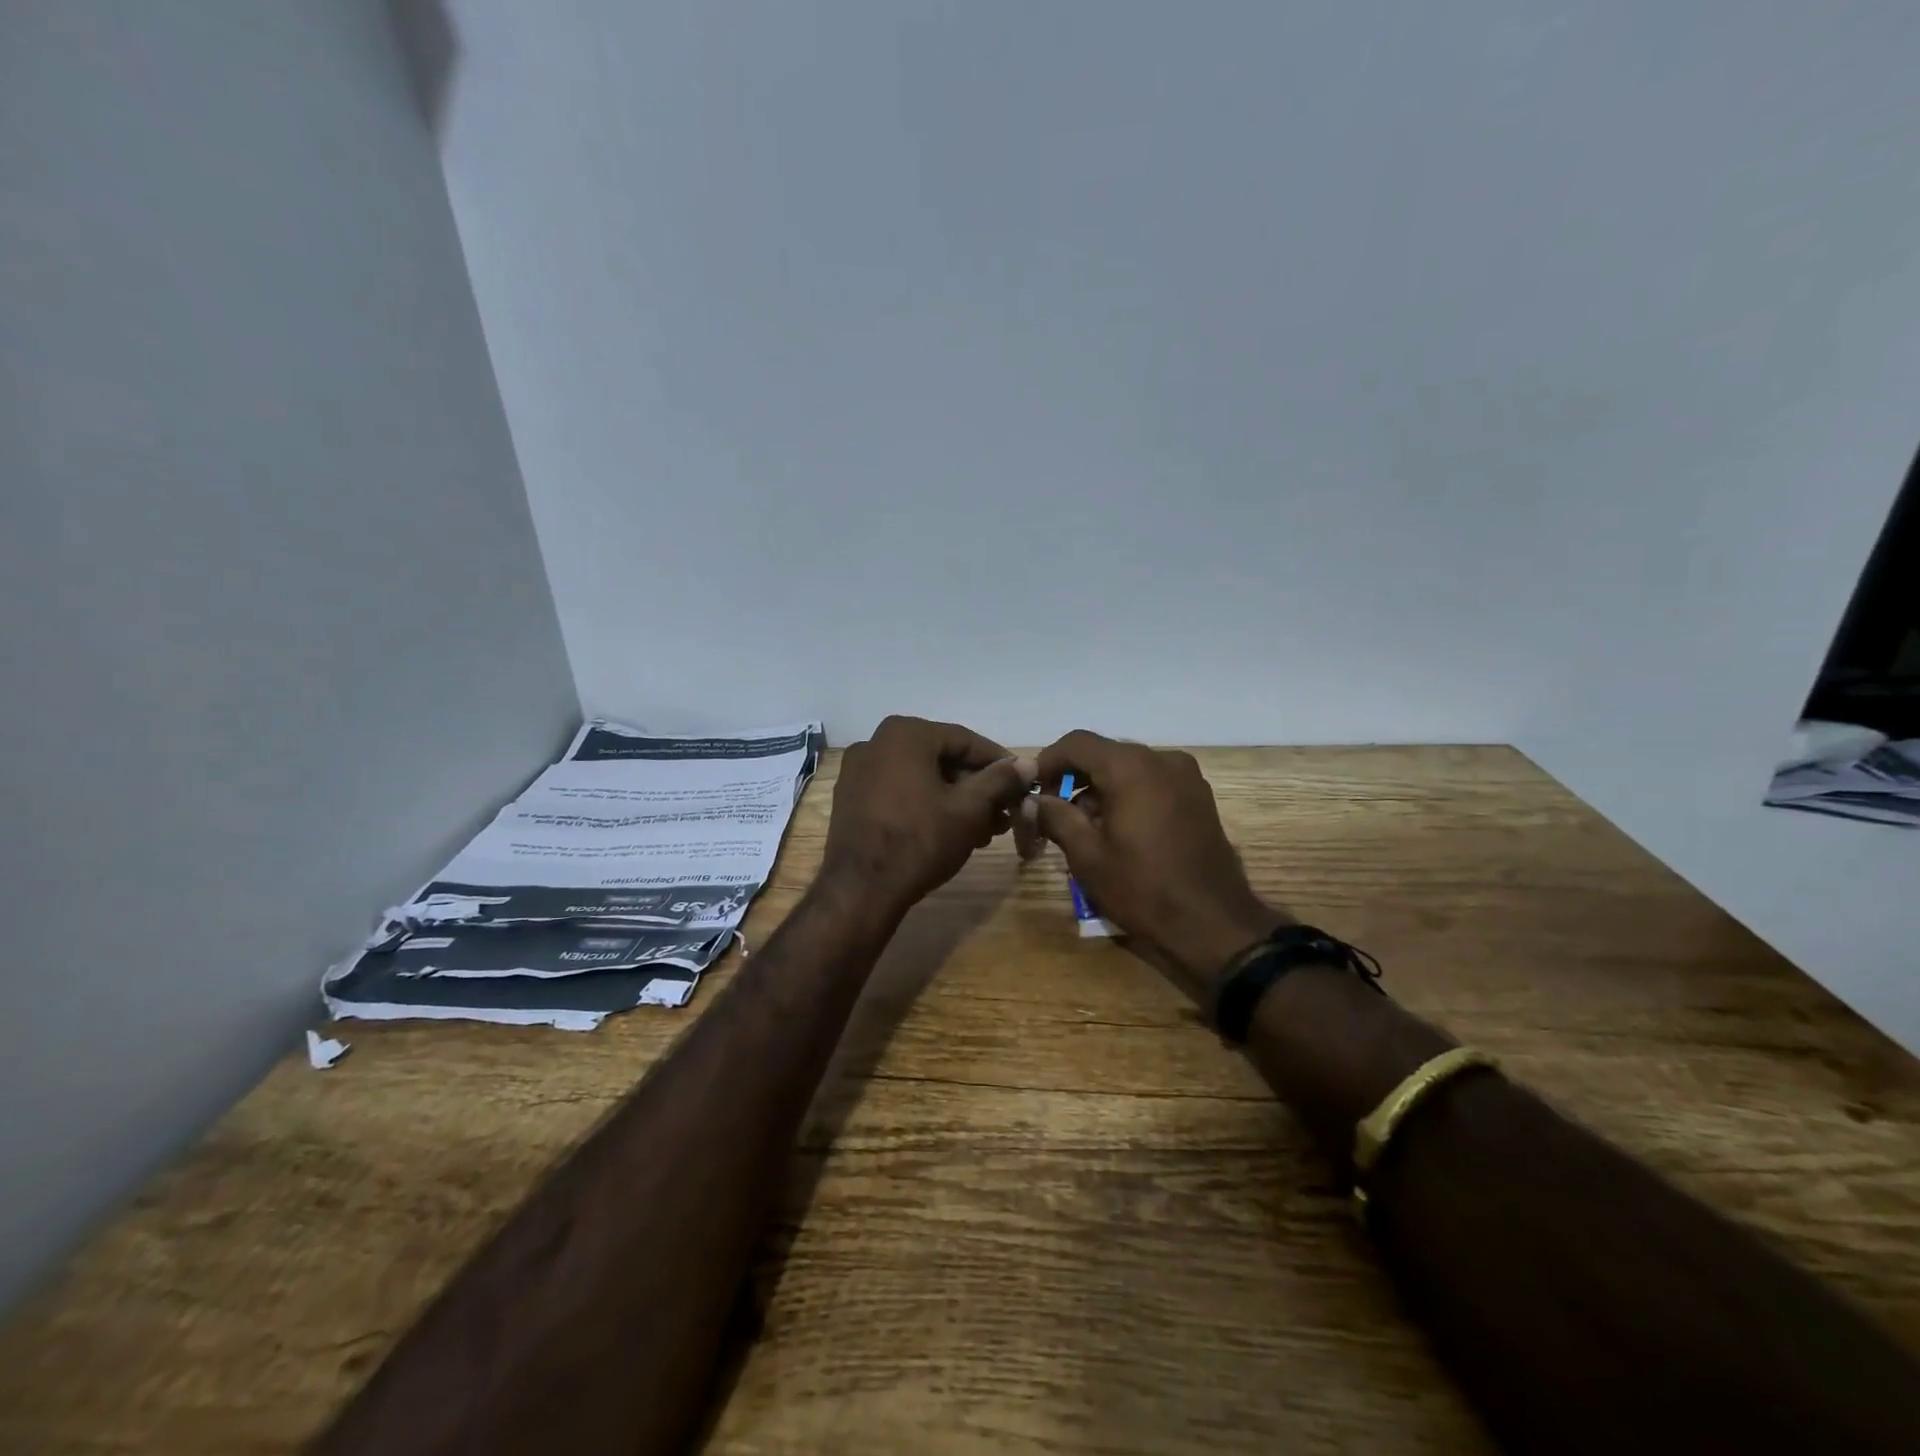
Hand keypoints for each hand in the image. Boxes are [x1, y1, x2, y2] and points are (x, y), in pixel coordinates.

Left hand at [820, 716, 1036, 914]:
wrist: (860, 890)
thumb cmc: (920, 841)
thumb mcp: (969, 809)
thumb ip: (1000, 780)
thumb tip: (1028, 763)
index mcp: (905, 734)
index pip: (966, 741)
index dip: (999, 763)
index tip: (1022, 784)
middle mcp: (876, 742)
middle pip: (942, 758)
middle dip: (977, 787)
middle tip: (1004, 813)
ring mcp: (859, 771)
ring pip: (921, 777)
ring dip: (955, 799)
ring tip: (984, 830)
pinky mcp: (851, 799)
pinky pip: (899, 791)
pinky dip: (926, 805)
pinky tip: (950, 831)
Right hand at [1035, 730, 1288, 994]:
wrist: (1213, 923)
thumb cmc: (1142, 888)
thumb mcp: (1087, 855)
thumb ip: (1056, 817)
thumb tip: (1035, 800)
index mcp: (1131, 767)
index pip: (1077, 743)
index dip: (1048, 761)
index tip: (1033, 789)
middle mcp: (1161, 759)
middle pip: (1104, 753)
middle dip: (1075, 777)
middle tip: (1055, 812)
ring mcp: (1186, 776)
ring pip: (1129, 767)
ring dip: (1101, 788)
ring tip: (1086, 828)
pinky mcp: (1199, 796)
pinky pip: (1152, 781)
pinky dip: (1128, 794)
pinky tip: (1119, 830)